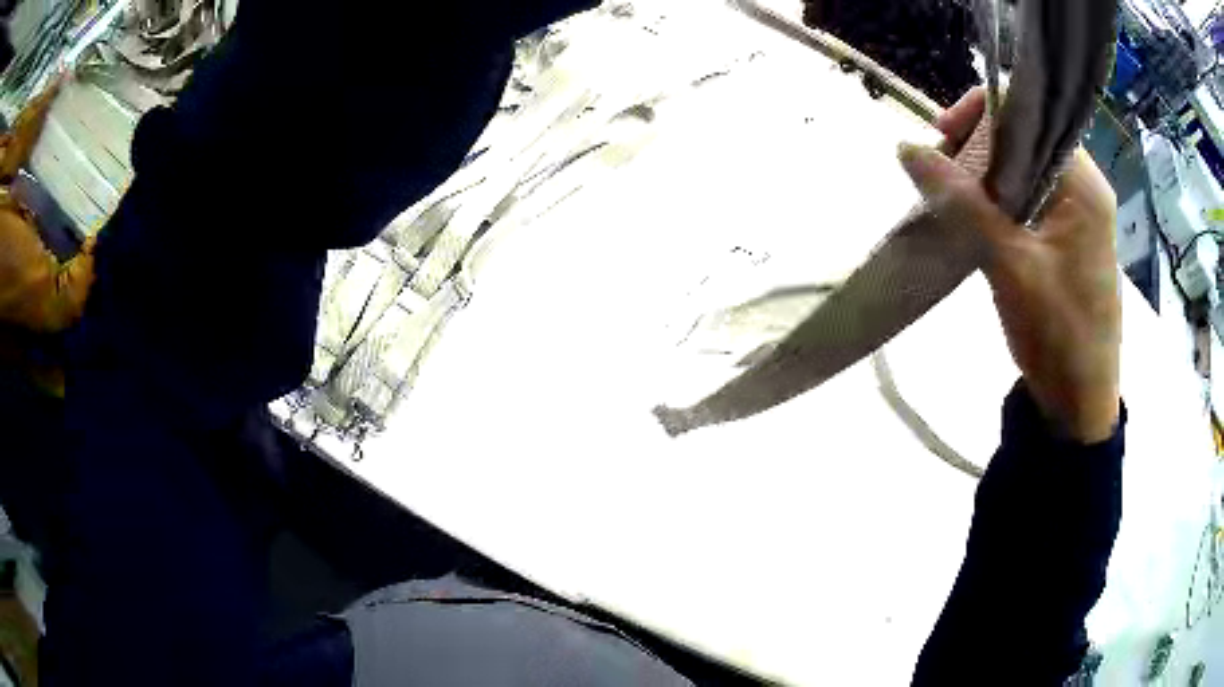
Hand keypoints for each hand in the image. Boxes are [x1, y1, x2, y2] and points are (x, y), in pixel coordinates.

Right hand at [899, 87, 1121, 443]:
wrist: (1078, 407)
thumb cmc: (1058, 336)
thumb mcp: (1008, 264)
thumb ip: (961, 202)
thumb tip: (906, 147)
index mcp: (1083, 185)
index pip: (1030, 116)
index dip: (983, 114)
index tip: (943, 137)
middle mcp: (1084, 189)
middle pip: (1025, 139)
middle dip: (979, 147)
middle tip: (941, 173)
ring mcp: (1077, 215)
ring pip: (1024, 170)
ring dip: (985, 177)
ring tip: (952, 198)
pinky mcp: (1067, 240)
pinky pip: (1028, 200)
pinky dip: (998, 202)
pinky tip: (975, 219)